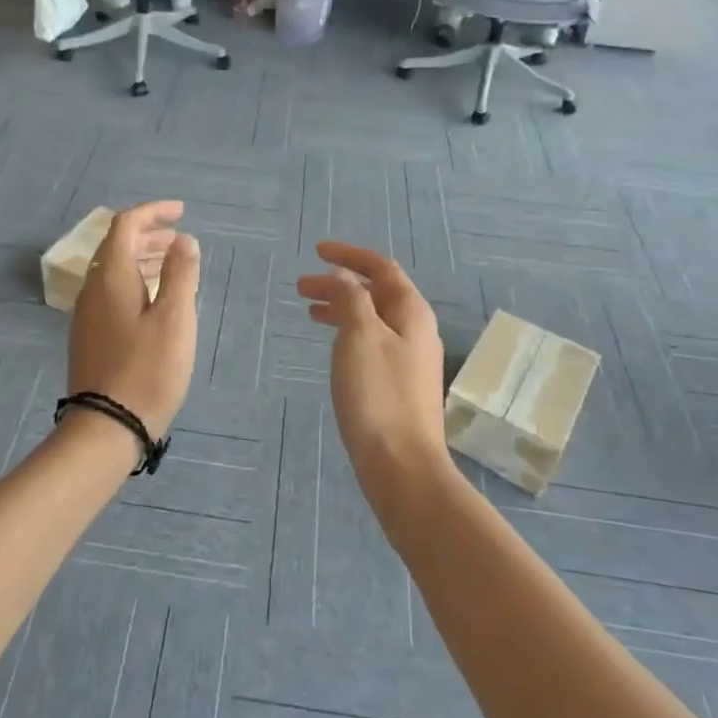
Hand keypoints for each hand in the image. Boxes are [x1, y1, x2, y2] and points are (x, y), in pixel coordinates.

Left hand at [67, 201, 200, 438]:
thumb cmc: (147, 370)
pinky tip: (153, 301)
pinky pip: (111, 293)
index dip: (153, 212)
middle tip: (179, 239)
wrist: (106, 427)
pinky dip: (134, 282)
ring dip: (142, 259)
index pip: (126, 225)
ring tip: (172, 266)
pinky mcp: (89, 337)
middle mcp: (92, 289)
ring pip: (113, 271)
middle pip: (116, 246)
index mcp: (110, 277)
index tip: (181, 212)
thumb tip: (183, 241)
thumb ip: (180, 273)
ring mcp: (86, 315)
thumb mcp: (174, 318)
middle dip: (148, 235)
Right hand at [296, 242, 448, 492]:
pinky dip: (348, 333)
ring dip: (341, 308)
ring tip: (309, 311)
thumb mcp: (359, 336)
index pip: (381, 268)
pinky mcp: (399, 384)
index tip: (316, 251)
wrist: (402, 466)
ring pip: (372, 319)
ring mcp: (410, 359)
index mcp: (411, 312)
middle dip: (339, 283)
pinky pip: (371, 342)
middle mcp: (415, 330)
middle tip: (301, 287)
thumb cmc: (378, 395)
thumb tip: (341, 275)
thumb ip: (350, 298)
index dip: (349, 255)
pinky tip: (333, 347)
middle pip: (377, 293)